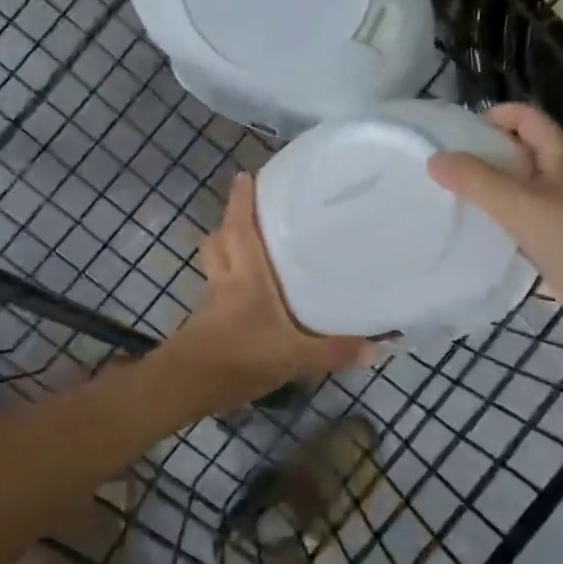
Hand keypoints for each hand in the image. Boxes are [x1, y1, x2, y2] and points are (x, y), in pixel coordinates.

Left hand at [158, 172, 369, 411]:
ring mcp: (211, 305)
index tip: (244, 176)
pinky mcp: (204, 327)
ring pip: (215, 268)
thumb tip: (376, 347)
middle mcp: (225, 283)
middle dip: (229, 225)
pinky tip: (249, 304)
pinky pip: (217, 294)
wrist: (186, 387)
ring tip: (253, 254)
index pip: (239, 229)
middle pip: (218, 243)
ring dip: (227, 255)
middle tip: (251, 216)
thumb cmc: (239, 359)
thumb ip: (333, 351)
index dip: (240, 202)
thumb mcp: (294, 357)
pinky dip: (229, 289)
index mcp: (246, 278)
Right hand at [426, 103, 562, 326]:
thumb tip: (434, 159)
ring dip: (491, 186)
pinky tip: (479, 229)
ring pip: (522, 184)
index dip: (491, 116)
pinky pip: (525, 214)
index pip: (524, 116)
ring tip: (453, 197)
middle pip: (521, 148)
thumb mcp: (519, 204)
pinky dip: (502, 215)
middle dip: (485, 152)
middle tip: (446, 167)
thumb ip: (475, 180)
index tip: (454, 135)